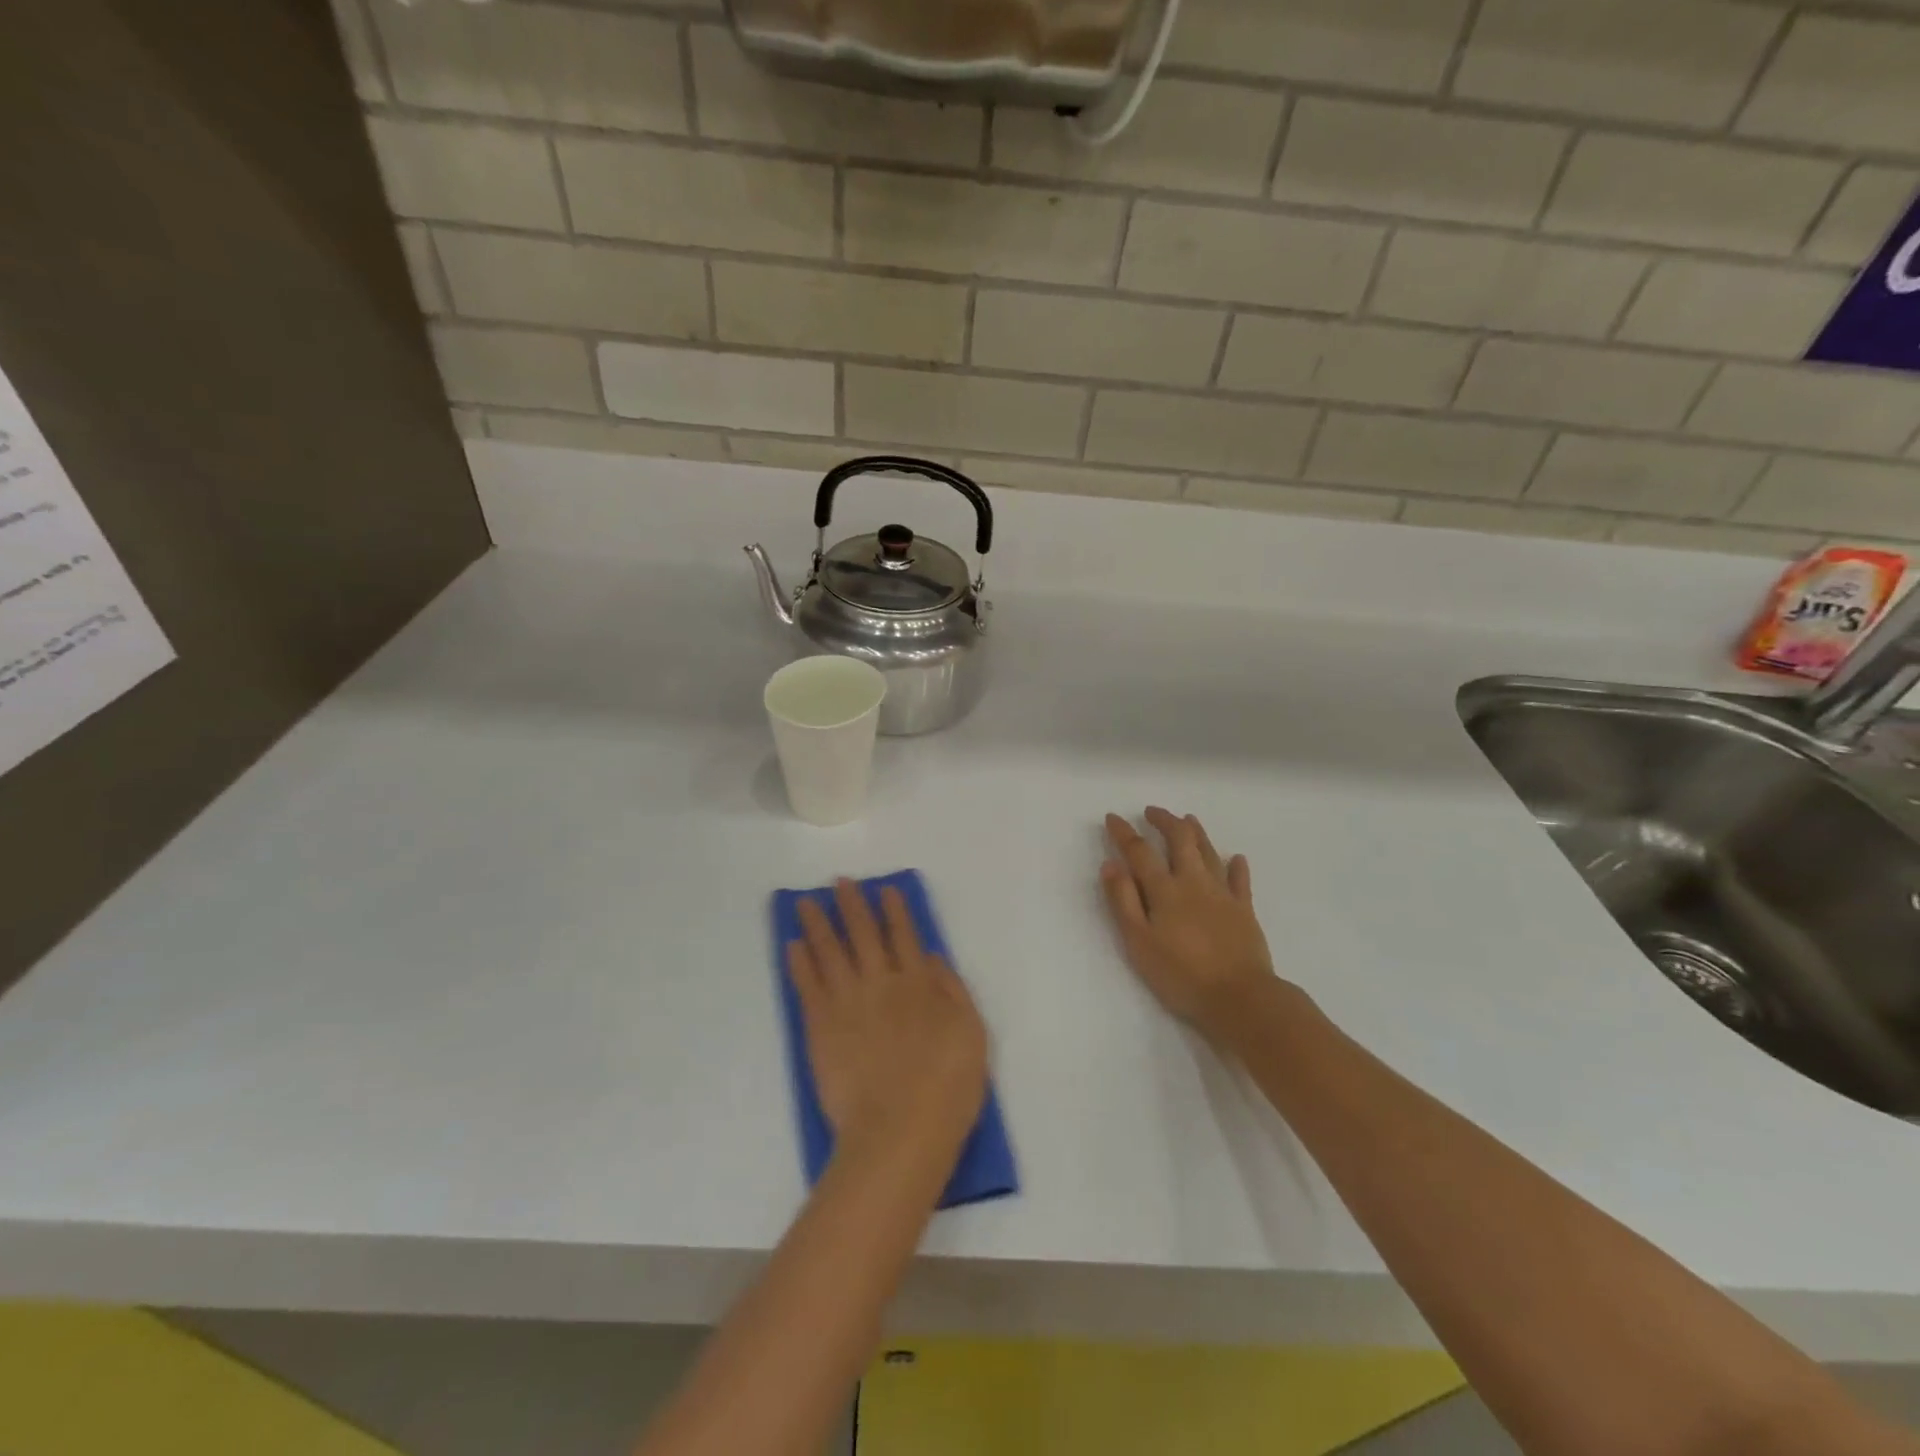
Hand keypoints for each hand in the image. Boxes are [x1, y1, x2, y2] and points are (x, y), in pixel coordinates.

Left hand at [789, 881, 988, 1161]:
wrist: (900, 1131)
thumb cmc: (947, 1087)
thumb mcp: (972, 1034)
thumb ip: (952, 991)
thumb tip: (932, 957)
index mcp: (918, 983)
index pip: (905, 935)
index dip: (895, 910)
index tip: (885, 888)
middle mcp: (881, 982)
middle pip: (863, 934)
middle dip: (852, 905)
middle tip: (839, 882)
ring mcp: (847, 1002)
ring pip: (829, 951)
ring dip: (818, 923)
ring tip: (805, 902)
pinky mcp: (820, 1027)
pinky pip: (807, 985)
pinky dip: (799, 962)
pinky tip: (792, 945)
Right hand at [1101, 808, 1280, 1042]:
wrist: (1240, 997)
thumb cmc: (1181, 974)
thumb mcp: (1139, 942)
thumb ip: (1124, 901)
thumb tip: (1110, 865)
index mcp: (1165, 890)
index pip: (1139, 852)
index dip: (1124, 833)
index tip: (1113, 818)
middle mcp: (1194, 882)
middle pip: (1180, 840)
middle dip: (1165, 821)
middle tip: (1152, 811)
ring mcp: (1223, 894)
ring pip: (1209, 853)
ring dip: (1197, 832)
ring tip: (1188, 819)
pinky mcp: (1245, 911)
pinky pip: (1240, 881)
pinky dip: (1237, 866)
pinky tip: (1236, 858)